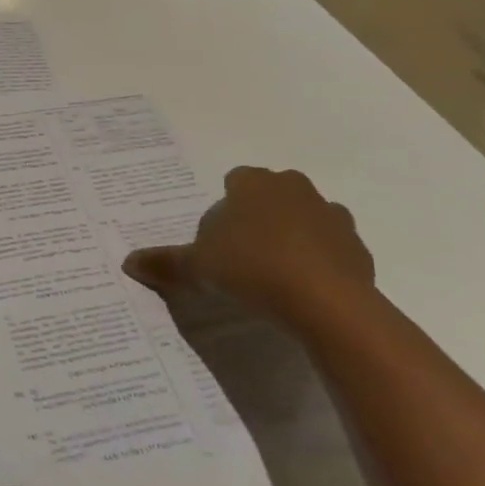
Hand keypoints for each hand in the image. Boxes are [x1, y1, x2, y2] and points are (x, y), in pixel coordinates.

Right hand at [122, 167, 373, 326]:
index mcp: (252, 183)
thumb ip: (165, 262)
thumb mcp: (198, 268)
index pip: (234, 182)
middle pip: (270, 195)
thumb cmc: (252, 269)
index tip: (219, 239)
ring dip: (292, 237)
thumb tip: (128, 262)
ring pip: (304, 218)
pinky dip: (319, 261)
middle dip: (259, 218)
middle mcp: (293, 187)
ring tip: (276, 274)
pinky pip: (331, 247)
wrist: (327, 303)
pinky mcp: (357, 246)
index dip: (225, 209)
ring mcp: (330, 214)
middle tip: (243, 255)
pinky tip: (305, 290)